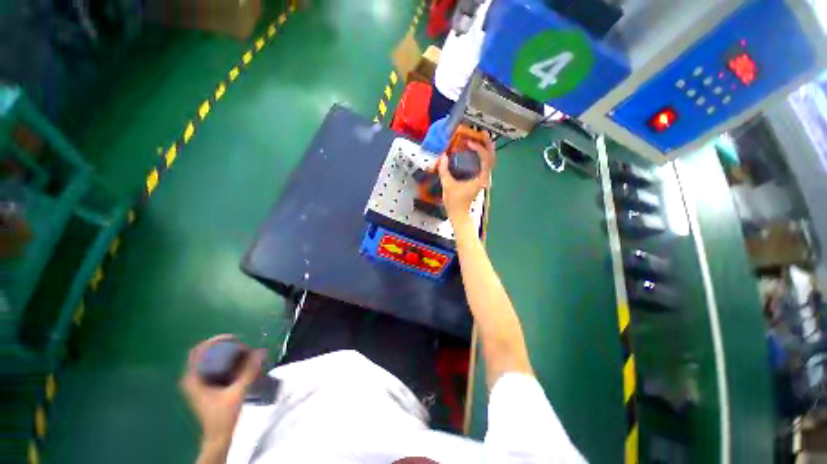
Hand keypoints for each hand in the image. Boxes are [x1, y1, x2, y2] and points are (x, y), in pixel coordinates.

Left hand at [180, 335, 263, 445]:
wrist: (217, 437)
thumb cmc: (223, 417)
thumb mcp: (237, 393)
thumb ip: (249, 372)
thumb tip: (261, 352)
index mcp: (192, 379)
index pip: (198, 351)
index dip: (216, 341)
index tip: (235, 339)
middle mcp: (191, 379)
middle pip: (204, 354)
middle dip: (223, 346)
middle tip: (242, 346)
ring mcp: (196, 384)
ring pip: (208, 361)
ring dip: (224, 354)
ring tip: (242, 353)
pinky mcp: (203, 388)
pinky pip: (211, 368)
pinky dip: (223, 362)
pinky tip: (237, 364)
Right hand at [437, 138, 494, 220]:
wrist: (458, 213)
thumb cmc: (455, 202)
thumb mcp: (448, 185)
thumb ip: (444, 170)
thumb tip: (443, 156)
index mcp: (480, 178)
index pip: (485, 158)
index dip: (479, 148)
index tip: (469, 142)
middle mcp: (485, 177)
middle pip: (491, 157)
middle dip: (487, 144)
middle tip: (483, 133)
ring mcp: (483, 179)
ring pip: (489, 161)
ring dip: (486, 149)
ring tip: (481, 138)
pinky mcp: (479, 180)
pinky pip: (484, 164)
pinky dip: (481, 156)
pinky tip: (475, 151)